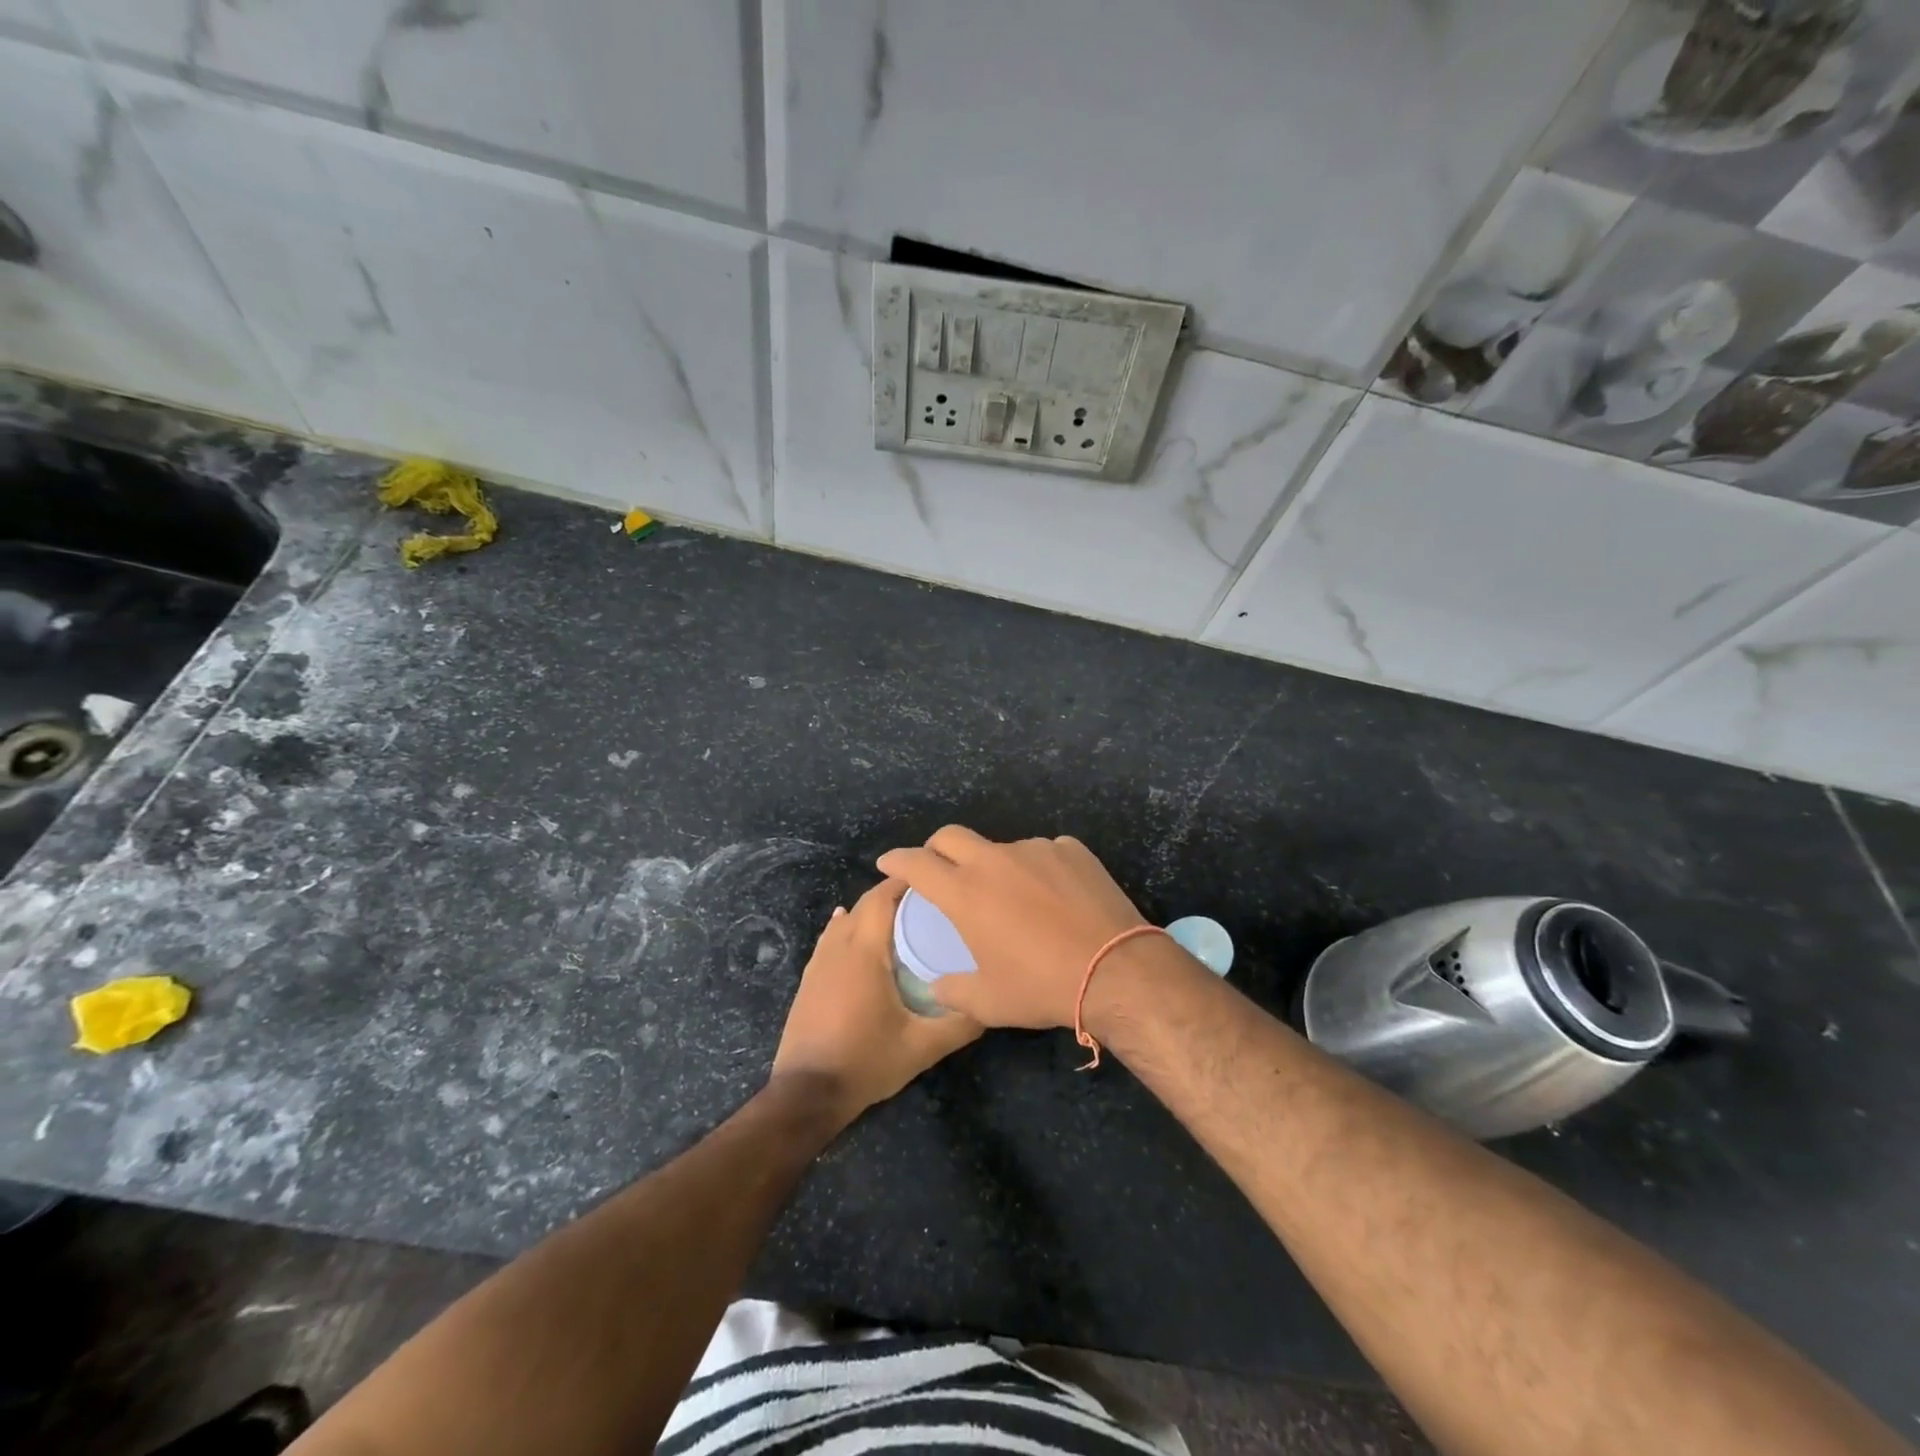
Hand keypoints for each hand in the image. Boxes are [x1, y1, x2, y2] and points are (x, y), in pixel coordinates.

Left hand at [770, 878, 981, 1125]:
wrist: (806, 1093)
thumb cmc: (866, 1061)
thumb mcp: (922, 1047)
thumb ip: (960, 1024)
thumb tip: (991, 1003)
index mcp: (864, 951)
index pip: (882, 897)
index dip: (905, 881)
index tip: (934, 880)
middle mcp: (838, 946)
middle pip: (864, 904)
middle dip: (893, 895)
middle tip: (927, 902)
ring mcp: (818, 962)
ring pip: (845, 920)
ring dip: (870, 913)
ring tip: (900, 918)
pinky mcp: (809, 980)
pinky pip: (830, 939)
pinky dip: (848, 928)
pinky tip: (854, 932)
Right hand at [877, 827, 1148, 1028]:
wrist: (1116, 970)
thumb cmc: (1042, 986)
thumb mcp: (989, 1001)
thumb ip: (953, 990)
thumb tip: (938, 985)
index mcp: (965, 892)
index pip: (916, 863)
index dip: (897, 859)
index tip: (888, 862)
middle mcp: (995, 860)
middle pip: (951, 836)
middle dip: (935, 848)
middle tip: (938, 868)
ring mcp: (1036, 849)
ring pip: (1001, 848)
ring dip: (995, 866)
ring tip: (1012, 899)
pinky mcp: (1071, 850)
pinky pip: (1043, 853)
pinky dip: (1037, 870)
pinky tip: (1053, 897)